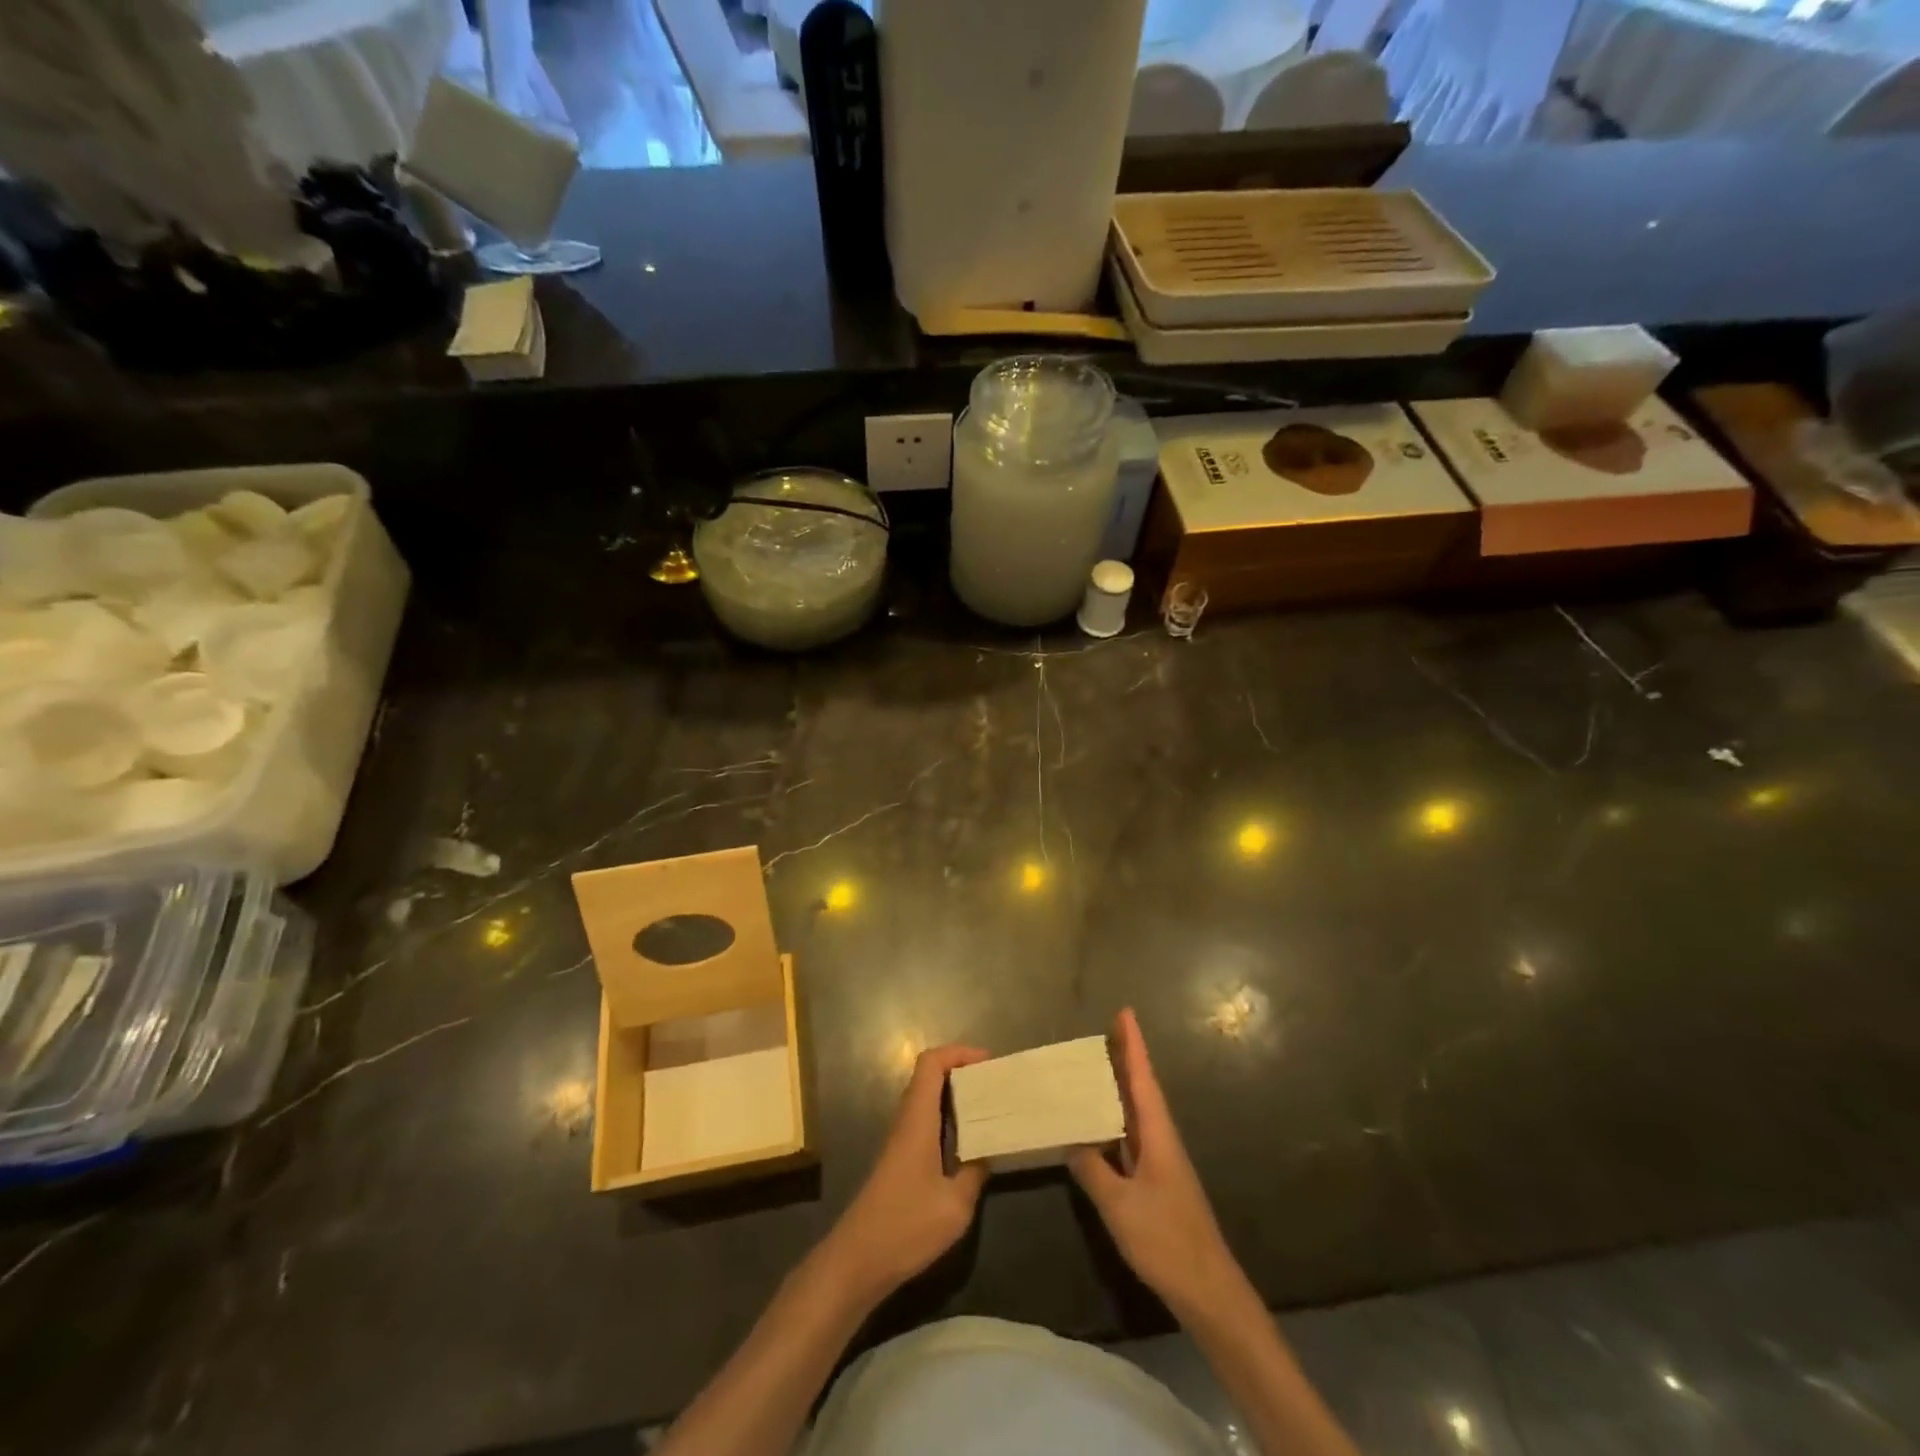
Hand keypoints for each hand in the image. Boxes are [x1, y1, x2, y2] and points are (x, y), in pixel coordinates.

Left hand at [821, 1044, 990, 1304]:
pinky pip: (925, 1122)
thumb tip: (988, 1152)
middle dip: (962, 1071)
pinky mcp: (899, 1161)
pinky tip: (968, 1143)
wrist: (856, 1261)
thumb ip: (975, 1173)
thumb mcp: (954, 1205)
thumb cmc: (905, 1226)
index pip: (930, 1063)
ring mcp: (900, 1142)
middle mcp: (906, 1122)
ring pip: (926, 1100)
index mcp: (917, 1120)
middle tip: (994, 1084)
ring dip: (955, 1095)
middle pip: (928, 1076)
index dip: (958, 1053)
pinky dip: (947, 1119)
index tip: (988, 1062)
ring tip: (988, 1108)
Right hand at [1070, 1009, 1246, 1321]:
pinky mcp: (1156, 1182)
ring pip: (1136, 1113)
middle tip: (1103, 1031)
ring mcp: (1161, 1162)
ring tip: (1094, 1067)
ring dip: (1119, 1088)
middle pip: (1141, 1089)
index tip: (1125, 1012)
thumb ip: (1093, 1170)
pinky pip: (1131, 1137)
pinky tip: (1098, 1125)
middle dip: (1125, 1058)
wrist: (1207, 1291)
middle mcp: (1162, 1140)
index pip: (1143, 1079)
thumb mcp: (1120, 1206)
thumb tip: (1072, 1141)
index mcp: (1158, 1135)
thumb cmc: (1166, 1240)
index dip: (1133, 1045)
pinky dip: (1115, 1121)